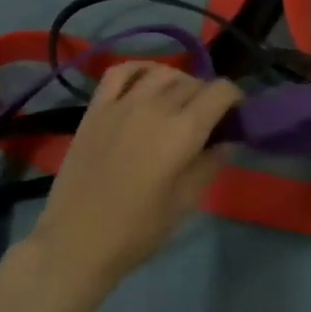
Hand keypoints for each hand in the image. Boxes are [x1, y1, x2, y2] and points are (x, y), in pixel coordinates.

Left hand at [26, 62, 241, 291]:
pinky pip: (120, 71)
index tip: (234, 116)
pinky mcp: (96, 108)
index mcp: (182, 132)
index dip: (234, 99)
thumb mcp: (185, 203)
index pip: (220, 91)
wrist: (76, 242)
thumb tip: (228, 141)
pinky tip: (145, 82)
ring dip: (178, 81)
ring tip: (177, 102)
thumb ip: (210, 164)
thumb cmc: (137, 231)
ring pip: (161, 72)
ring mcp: (122, 104)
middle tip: (207, 119)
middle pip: (192, 82)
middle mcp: (155, 107)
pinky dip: (139, 69)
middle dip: (207, 95)